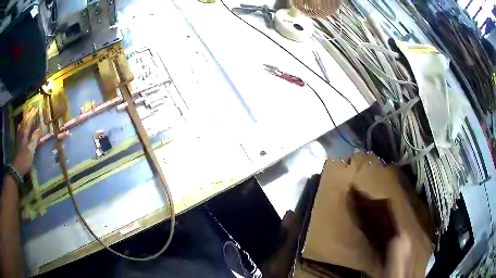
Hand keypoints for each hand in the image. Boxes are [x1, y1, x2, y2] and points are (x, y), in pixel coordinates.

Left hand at [13, 108, 40, 175]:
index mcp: (25, 134)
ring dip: (24, 119)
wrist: (16, 169)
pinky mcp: (17, 143)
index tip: (37, 108)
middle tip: (33, 109)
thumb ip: (35, 138)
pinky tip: (20, 126)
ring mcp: (18, 138)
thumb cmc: (24, 160)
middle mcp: (21, 133)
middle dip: (29, 114)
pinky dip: (20, 126)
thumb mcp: (31, 150)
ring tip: (26, 114)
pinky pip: (19, 130)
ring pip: (21, 125)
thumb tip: (41, 127)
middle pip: (25, 121)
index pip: (29, 121)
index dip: (33, 114)